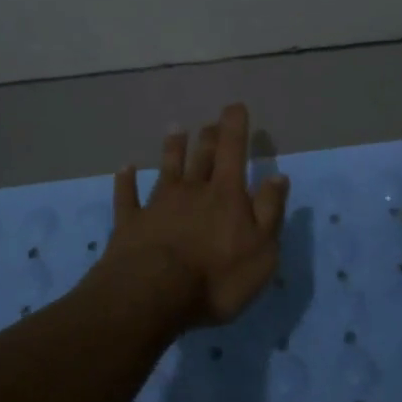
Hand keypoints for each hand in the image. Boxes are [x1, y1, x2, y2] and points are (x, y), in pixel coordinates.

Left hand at [99, 103, 289, 329]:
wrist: (152, 295)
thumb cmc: (217, 276)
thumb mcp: (261, 250)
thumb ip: (269, 211)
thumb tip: (277, 177)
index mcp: (226, 195)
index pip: (233, 151)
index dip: (235, 126)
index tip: (235, 106)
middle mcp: (192, 190)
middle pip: (201, 156)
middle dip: (208, 137)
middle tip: (210, 123)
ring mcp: (158, 205)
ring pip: (167, 169)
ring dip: (172, 149)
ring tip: (175, 129)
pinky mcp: (130, 224)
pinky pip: (127, 196)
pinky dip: (126, 181)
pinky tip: (124, 169)